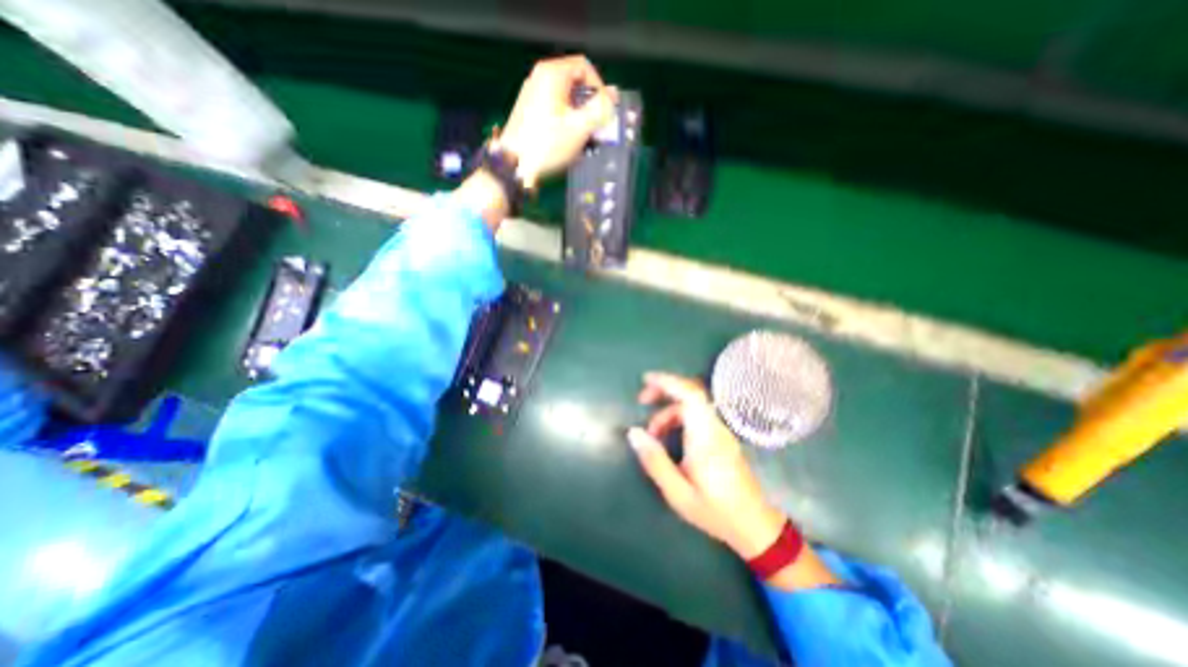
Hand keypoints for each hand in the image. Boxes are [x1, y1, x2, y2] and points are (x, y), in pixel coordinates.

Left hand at [497, 53, 617, 190]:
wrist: (514, 166)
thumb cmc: (546, 146)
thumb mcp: (579, 128)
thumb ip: (600, 109)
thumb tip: (613, 96)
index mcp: (552, 74)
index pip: (585, 67)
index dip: (600, 88)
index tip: (604, 111)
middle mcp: (540, 79)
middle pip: (575, 84)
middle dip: (590, 107)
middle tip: (596, 129)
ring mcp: (533, 96)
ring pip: (566, 100)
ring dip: (580, 118)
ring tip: (584, 140)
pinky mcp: (530, 113)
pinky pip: (555, 111)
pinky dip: (566, 123)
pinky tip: (569, 143)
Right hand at [622, 372, 787, 560]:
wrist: (755, 526)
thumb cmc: (715, 511)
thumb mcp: (677, 492)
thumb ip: (655, 460)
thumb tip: (633, 433)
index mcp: (705, 437)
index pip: (690, 395)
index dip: (668, 382)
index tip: (646, 380)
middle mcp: (715, 428)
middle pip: (690, 394)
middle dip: (664, 391)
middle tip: (642, 401)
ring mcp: (721, 431)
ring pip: (692, 407)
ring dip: (669, 411)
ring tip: (652, 434)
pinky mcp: (721, 438)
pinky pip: (697, 417)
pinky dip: (678, 419)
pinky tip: (669, 438)